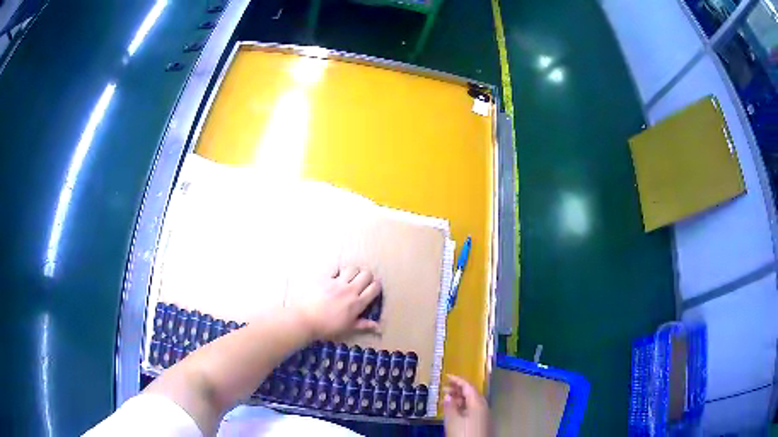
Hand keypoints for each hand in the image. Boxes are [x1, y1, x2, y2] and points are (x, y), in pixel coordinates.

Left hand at [293, 266, 381, 339]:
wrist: (304, 320)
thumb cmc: (327, 327)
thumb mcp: (347, 328)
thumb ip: (363, 324)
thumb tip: (378, 327)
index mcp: (357, 304)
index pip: (374, 288)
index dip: (376, 286)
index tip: (373, 288)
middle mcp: (349, 290)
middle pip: (366, 274)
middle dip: (367, 276)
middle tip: (362, 282)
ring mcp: (336, 282)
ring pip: (352, 268)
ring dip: (354, 272)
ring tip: (349, 278)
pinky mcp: (324, 278)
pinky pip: (336, 269)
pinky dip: (338, 271)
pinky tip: (335, 276)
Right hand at [443, 374, 490, 436]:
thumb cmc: (464, 433)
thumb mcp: (453, 420)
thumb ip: (450, 407)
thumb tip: (448, 396)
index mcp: (478, 402)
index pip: (468, 386)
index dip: (457, 380)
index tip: (446, 376)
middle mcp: (484, 406)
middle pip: (472, 393)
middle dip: (458, 389)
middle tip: (445, 387)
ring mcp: (485, 415)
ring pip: (473, 402)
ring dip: (460, 398)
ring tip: (448, 399)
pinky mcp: (483, 423)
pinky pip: (473, 409)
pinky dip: (464, 406)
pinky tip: (456, 411)